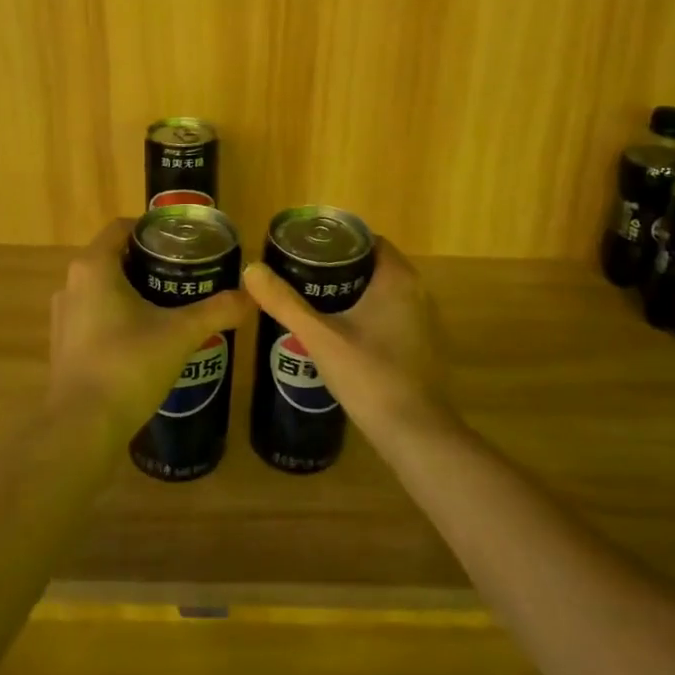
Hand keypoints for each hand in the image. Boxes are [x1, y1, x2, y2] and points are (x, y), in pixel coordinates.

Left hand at [49, 218, 253, 428]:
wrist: (83, 428)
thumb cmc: (129, 365)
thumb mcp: (181, 333)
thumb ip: (217, 310)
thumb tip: (251, 296)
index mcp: (94, 267)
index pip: (122, 228)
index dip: (153, 229)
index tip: (183, 241)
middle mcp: (72, 284)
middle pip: (114, 258)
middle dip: (149, 262)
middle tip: (186, 272)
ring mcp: (64, 317)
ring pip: (103, 289)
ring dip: (133, 291)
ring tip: (171, 304)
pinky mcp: (64, 345)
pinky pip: (95, 316)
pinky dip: (119, 316)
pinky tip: (147, 337)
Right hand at [243, 238, 447, 431]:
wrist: (414, 434)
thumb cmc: (370, 375)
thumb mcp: (319, 337)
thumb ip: (285, 303)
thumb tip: (251, 270)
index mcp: (397, 279)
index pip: (368, 240)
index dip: (337, 241)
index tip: (306, 250)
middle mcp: (418, 292)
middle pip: (373, 266)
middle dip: (339, 268)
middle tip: (301, 276)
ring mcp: (423, 321)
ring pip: (382, 294)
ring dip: (352, 294)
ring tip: (312, 302)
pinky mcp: (421, 347)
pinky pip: (390, 317)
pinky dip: (366, 316)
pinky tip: (338, 334)